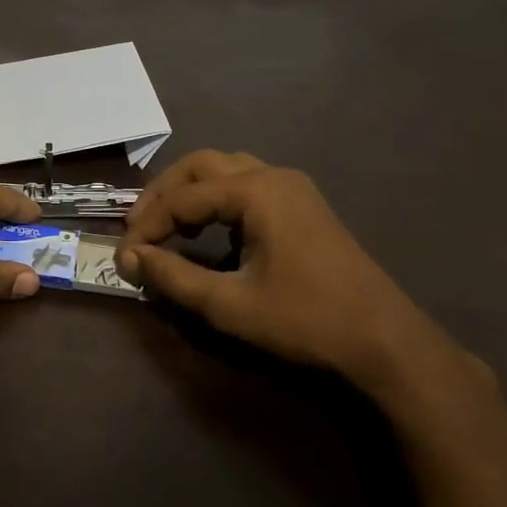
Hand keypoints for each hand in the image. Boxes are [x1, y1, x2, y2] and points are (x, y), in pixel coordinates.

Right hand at [116, 150, 454, 392]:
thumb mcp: (229, 304)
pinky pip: (247, 185)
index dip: (145, 226)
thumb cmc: (305, 319)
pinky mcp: (303, 206)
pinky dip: (216, 200)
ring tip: (165, 227)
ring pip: (225, 170)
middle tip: (137, 229)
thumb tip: (129, 259)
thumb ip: (173, 278)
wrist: (384, 339)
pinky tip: (208, 233)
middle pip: (201, 166)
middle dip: (162, 194)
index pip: (182, 198)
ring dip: (189, 192)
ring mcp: (293, 189)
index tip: (122, 257)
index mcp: (256, 192)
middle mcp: (273, 176)